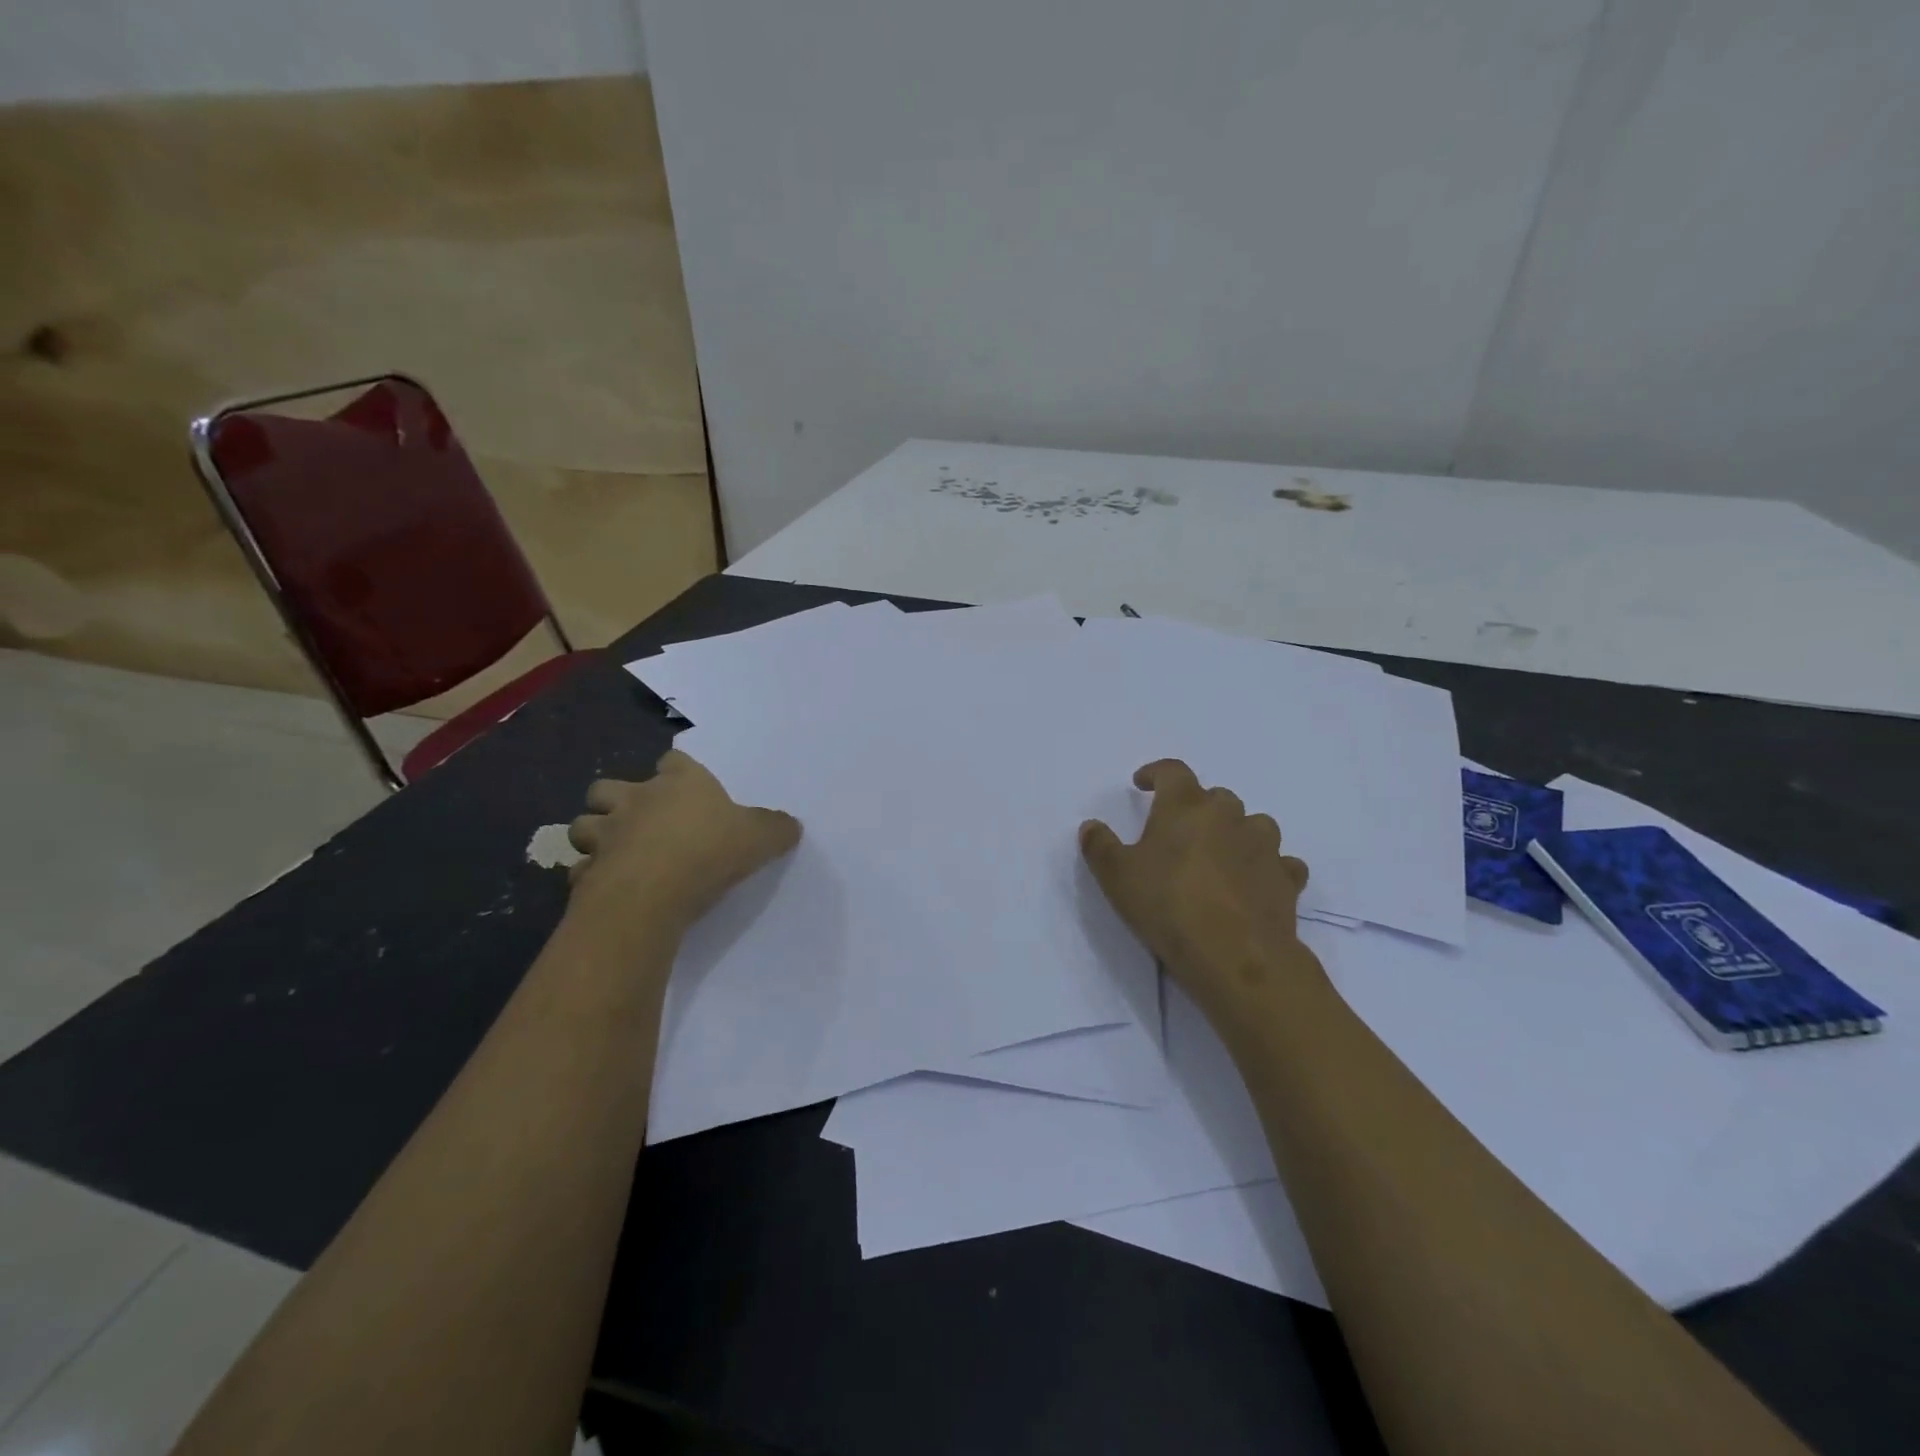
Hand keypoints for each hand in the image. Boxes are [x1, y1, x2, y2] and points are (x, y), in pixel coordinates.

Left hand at [567, 749, 801, 931]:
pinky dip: (589, 875)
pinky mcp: (587, 871)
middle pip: (608, 786)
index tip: (684, 784)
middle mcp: (636, 800)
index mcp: (679, 783)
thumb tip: (792, 825)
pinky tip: (605, 887)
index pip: (673, 761)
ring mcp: (605, 834)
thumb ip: (775, 829)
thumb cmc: (708, 851)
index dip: (677, 770)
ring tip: (612, 851)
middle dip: (616, 799)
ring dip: (594, 834)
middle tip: (636, 818)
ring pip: (583, 825)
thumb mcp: (759, 838)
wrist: (652, 892)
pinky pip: (581, 869)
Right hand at [1080, 759, 1314, 1014]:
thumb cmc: (1168, 905)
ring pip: (1253, 824)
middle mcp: (1229, 815)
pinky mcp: (1287, 878)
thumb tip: (1090, 826)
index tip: (1142, 783)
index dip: (1155, 773)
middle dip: (1196, 807)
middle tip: (1178, 831)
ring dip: (1236, 832)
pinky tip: (1255, 882)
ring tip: (1219, 855)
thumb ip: (1100, 846)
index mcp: (1186, 806)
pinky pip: (1279, 861)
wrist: (1236, 954)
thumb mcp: (1117, 877)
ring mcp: (1264, 845)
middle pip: (1215, 796)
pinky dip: (1266, 866)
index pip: (1172, 771)